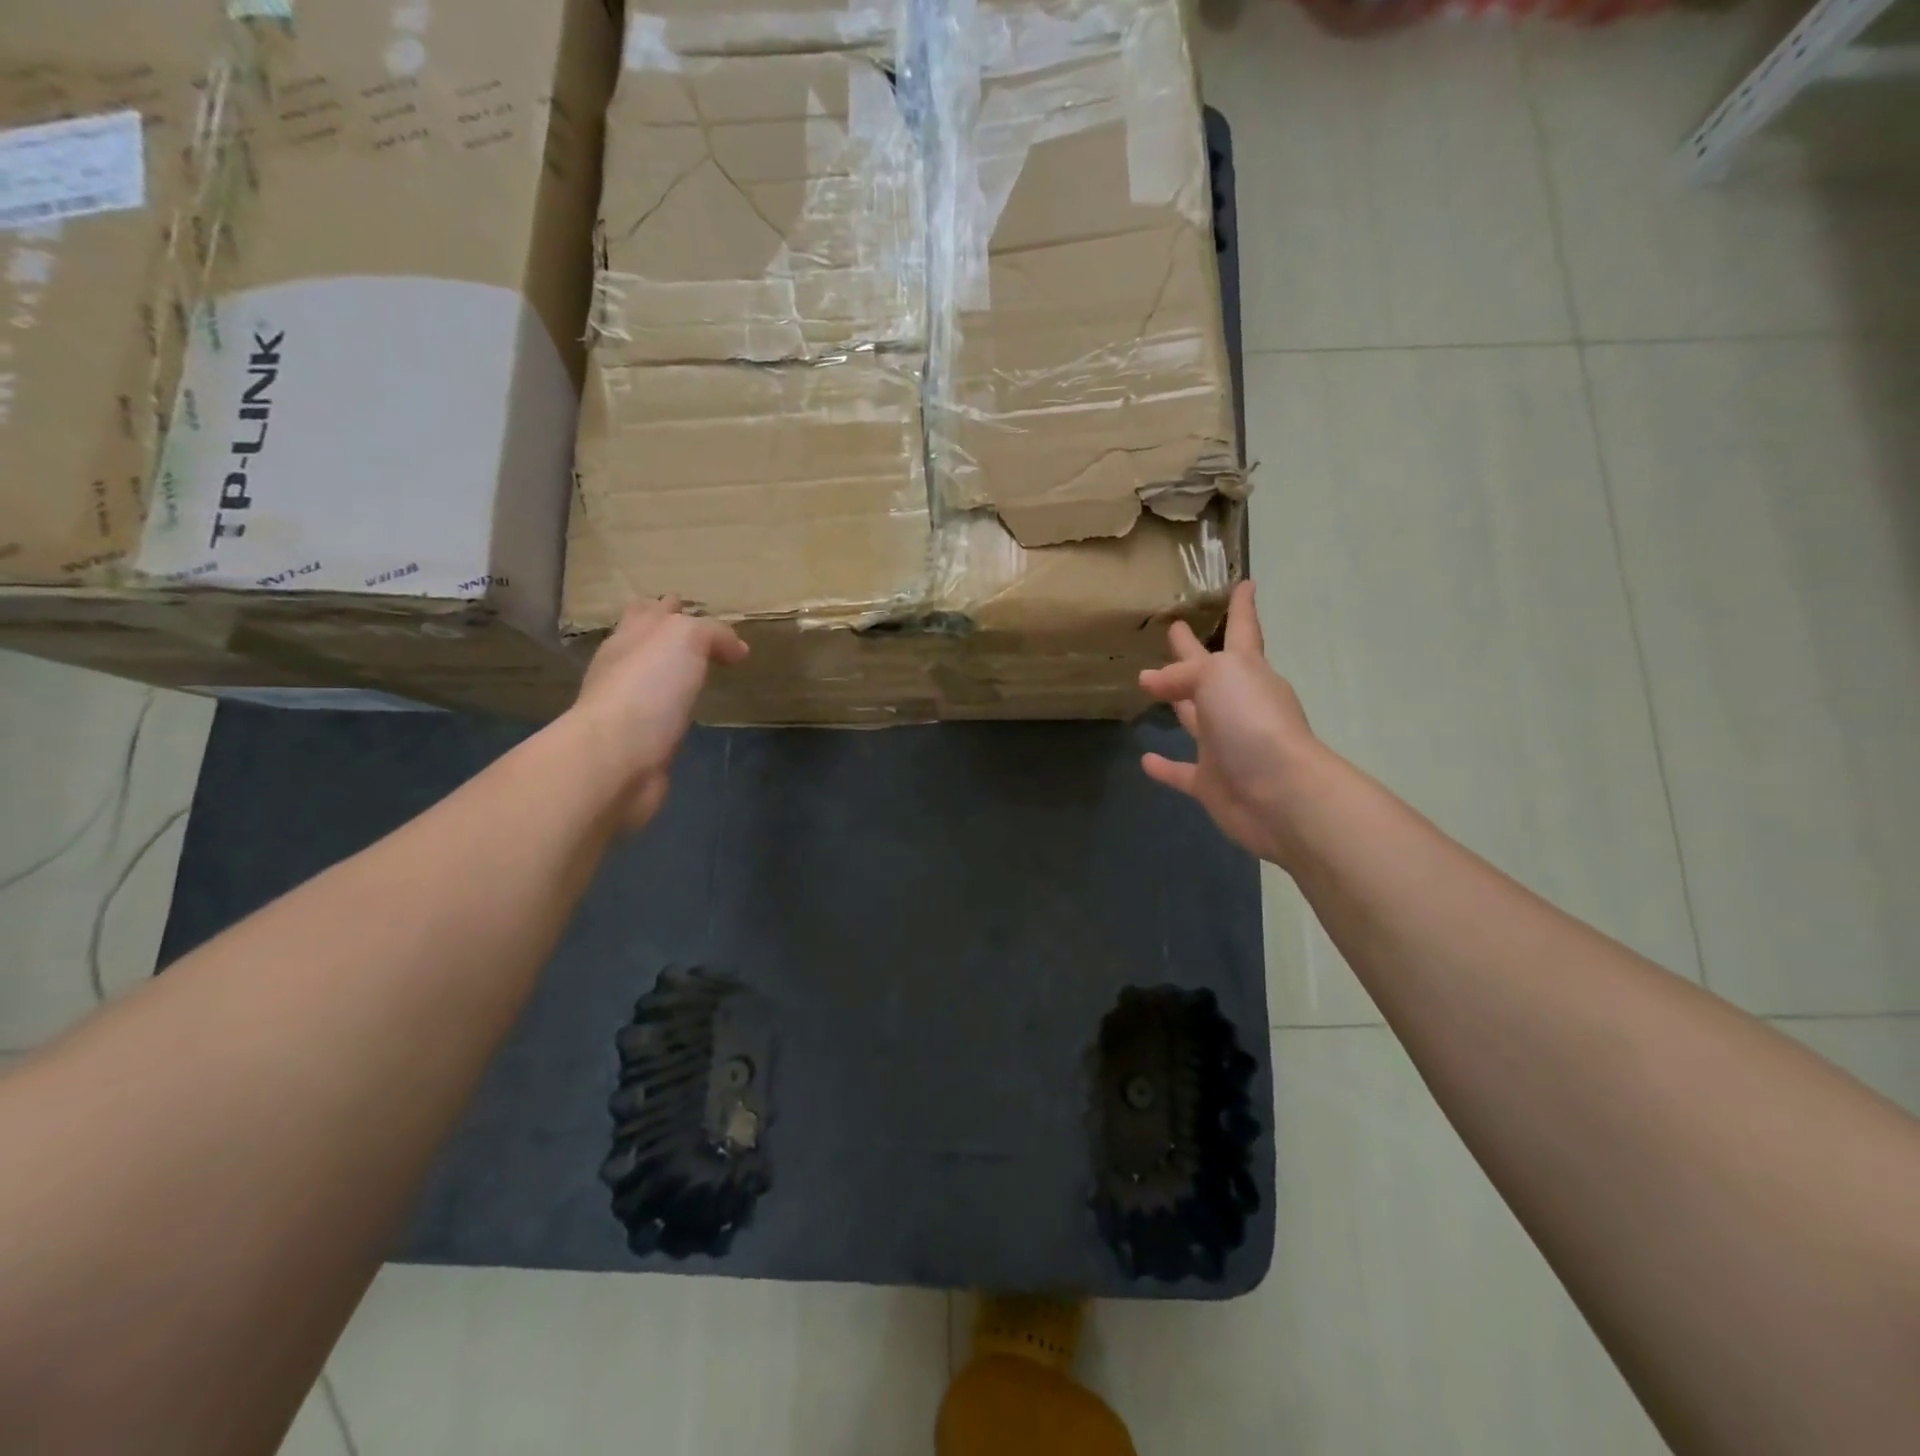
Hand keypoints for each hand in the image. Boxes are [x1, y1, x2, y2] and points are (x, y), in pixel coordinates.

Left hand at [570, 598, 747, 829]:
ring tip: (698, 672)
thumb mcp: (686, 638)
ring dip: (670, 673)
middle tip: (698, 638)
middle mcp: (623, 666)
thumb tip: (737, 649)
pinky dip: (672, 708)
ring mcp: (628, 705)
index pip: (648, 611)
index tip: (692, 608)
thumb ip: (713, 633)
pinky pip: (659, 715)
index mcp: (631, 636)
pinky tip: (688, 712)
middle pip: (644, 642)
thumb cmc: (648, 687)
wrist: (618, 756)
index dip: (669, 607)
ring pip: (651, 679)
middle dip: (663, 636)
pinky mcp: (639, 741)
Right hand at [1139, 581, 1326, 868]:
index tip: (1245, 583)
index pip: (1243, 631)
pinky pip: (1182, 772)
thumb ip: (1182, 673)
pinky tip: (1146, 759)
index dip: (1243, 608)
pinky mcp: (1211, 783)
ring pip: (1195, 718)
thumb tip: (1150, 680)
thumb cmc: (1253, 721)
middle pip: (1210, 672)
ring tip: (1148, 685)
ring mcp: (1225, 746)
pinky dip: (1165, 766)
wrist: (1278, 794)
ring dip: (1177, 702)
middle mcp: (1237, 706)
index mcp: (1247, 673)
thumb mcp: (1217, 677)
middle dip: (1194, 650)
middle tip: (1174, 630)